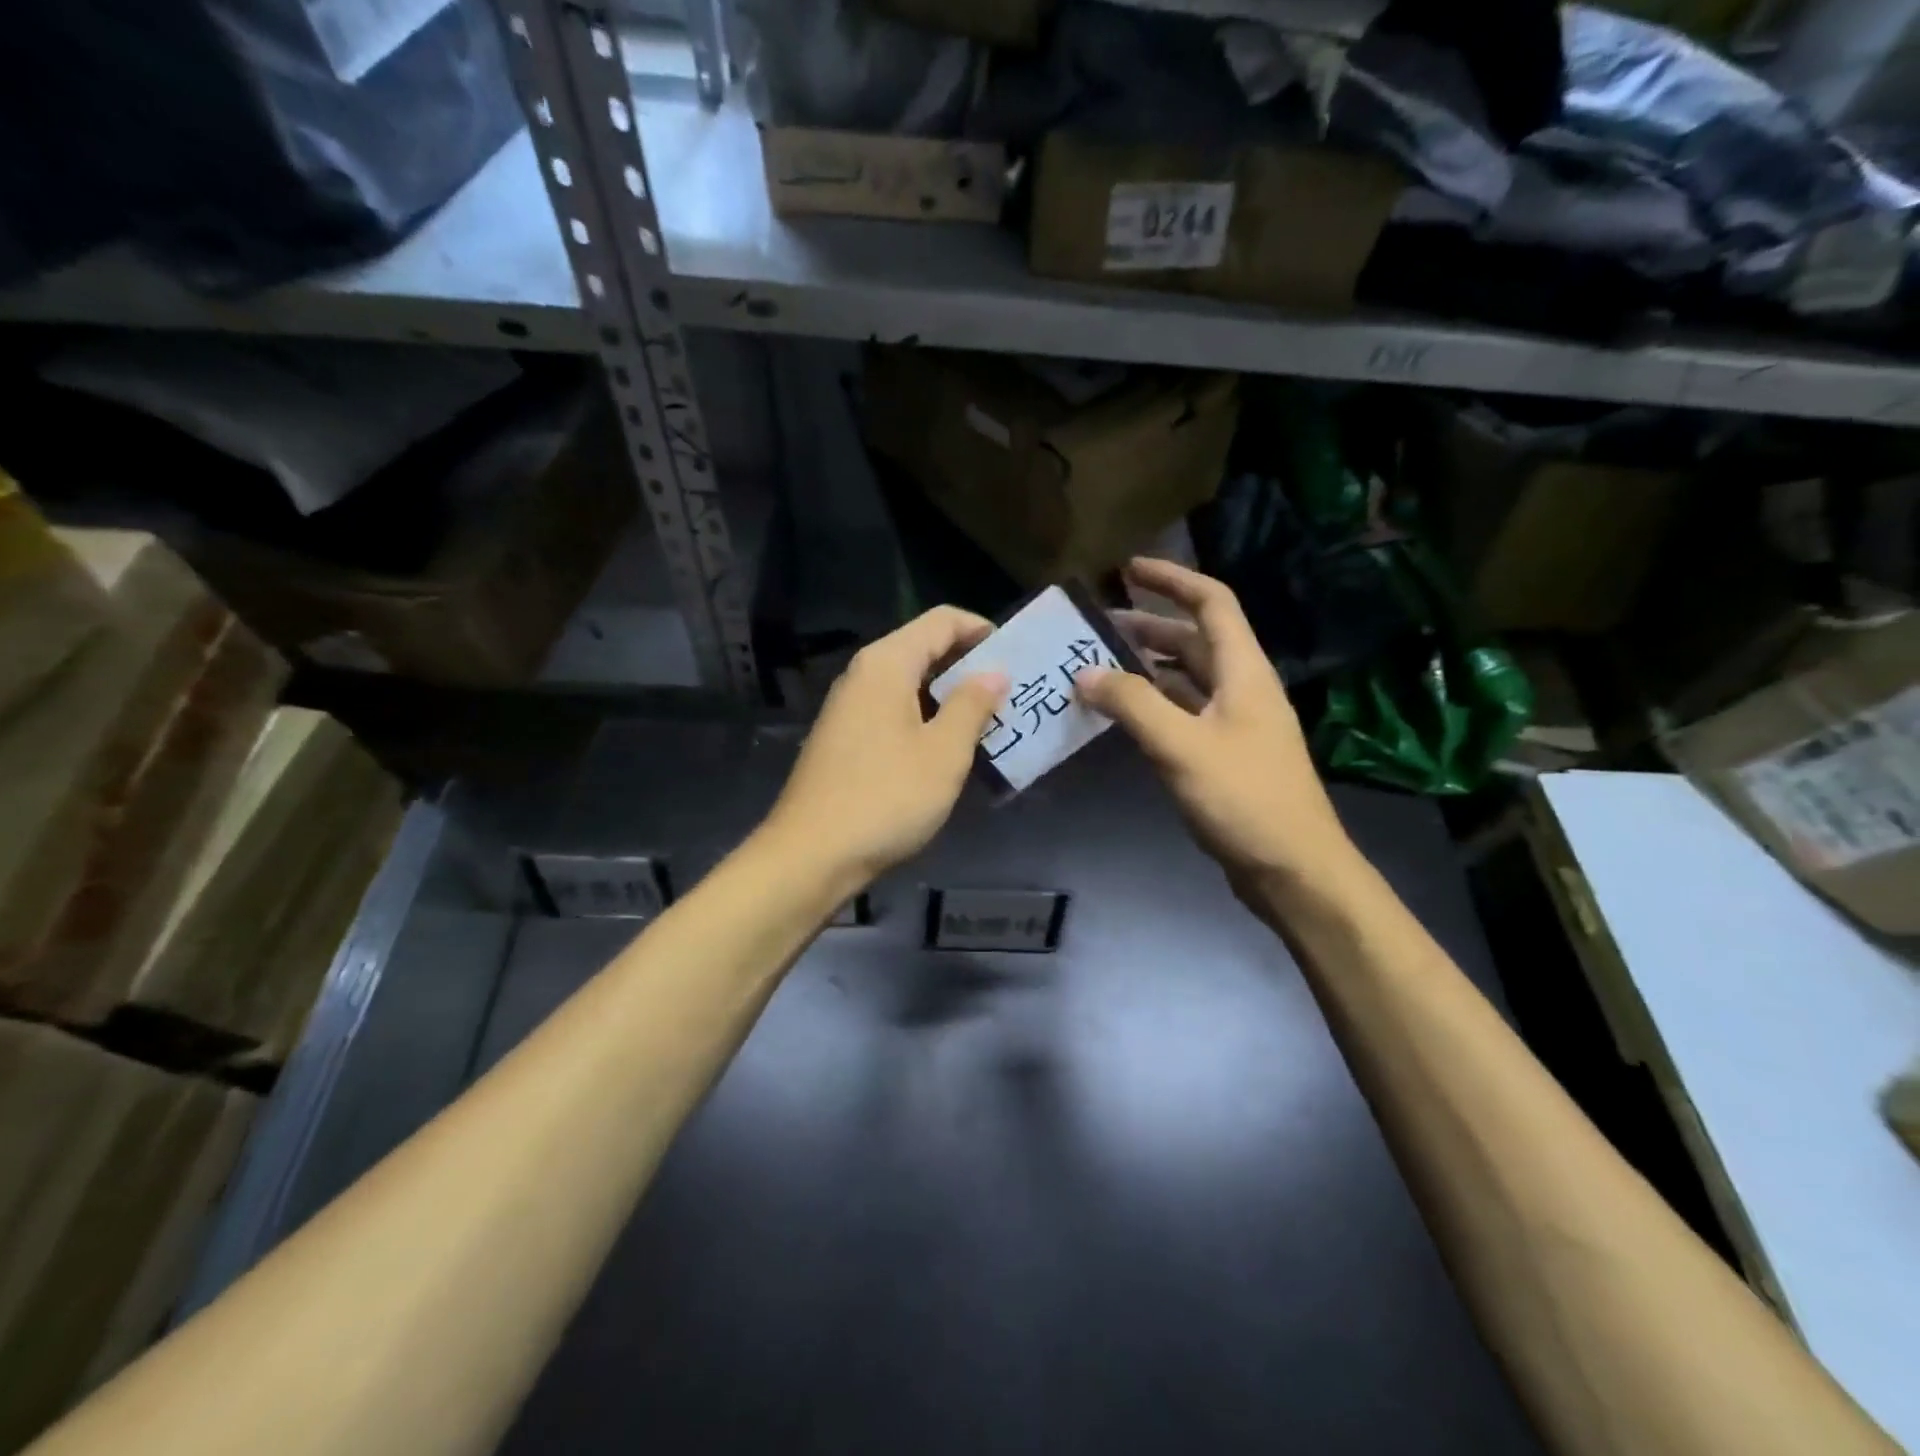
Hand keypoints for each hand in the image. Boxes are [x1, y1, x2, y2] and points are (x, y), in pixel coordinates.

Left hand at [764, 606, 1007, 890]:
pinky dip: (925, 719)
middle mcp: (863, 675)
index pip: (942, 620)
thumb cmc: (886, 797)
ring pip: (909, 684)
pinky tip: (948, 751)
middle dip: (969, 666)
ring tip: (990, 723)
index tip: (1017, 656)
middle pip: (923, 649)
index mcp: (887, 664)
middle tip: (1012, 693)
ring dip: (949, 697)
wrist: (811, 855)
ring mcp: (848, 709)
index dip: (982, 630)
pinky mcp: (843, 740)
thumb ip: (972, 705)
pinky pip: (893, 712)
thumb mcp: (943, 752)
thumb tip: (994, 672)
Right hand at [1081, 559, 1367, 908]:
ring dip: (1146, 667)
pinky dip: (1152, 705)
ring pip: (1186, 679)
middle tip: (1095, 626)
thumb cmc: (1244, 798)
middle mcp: (1241, 688)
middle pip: (1193, 640)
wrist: (1293, 869)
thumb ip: (1132, 705)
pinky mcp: (1225, 755)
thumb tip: (1085, 673)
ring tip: (1097, 666)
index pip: (1211, 603)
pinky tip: (1121, 715)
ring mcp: (1235, 723)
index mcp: (1243, 671)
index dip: (1172, 579)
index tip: (1127, 569)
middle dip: (1147, 626)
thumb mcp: (1181, 746)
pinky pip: (1183, 713)